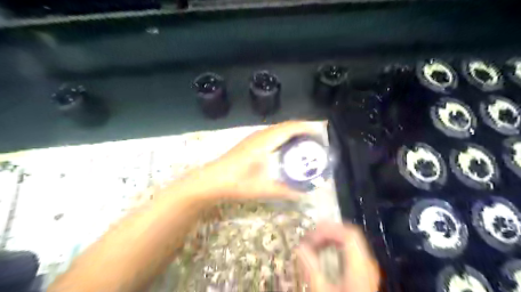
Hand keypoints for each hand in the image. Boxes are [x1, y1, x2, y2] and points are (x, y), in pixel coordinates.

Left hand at [201, 121, 317, 200]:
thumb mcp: (264, 189)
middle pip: (286, 126)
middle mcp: (261, 135)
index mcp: (266, 141)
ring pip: (278, 129)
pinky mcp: (250, 142)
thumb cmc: (237, 182)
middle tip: (316, 141)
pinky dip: (283, 137)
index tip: (320, 135)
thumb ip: (286, 191)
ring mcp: (254, 137)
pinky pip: (272, 134)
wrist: (212, 180)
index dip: (307, 128)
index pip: (291, 127)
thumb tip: (304, 195)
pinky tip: (286, 148)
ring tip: (305, 143)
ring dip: (292, 132)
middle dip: (303, 130)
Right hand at [295, 221, 381, 291]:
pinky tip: (325, 253)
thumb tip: (299, 247)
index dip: (328, 230)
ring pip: (351, 241)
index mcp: (359, 266)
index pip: (347, 234)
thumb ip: (310, 267)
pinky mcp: (364, 272)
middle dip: (328, 231)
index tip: (309, 237)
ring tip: (314, 242)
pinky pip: (351, 250)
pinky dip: (337, 246)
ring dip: (332, 238)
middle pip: (350, 234)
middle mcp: (367, 262)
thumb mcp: (322, 290)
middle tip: (309, 236)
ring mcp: (368, 267)